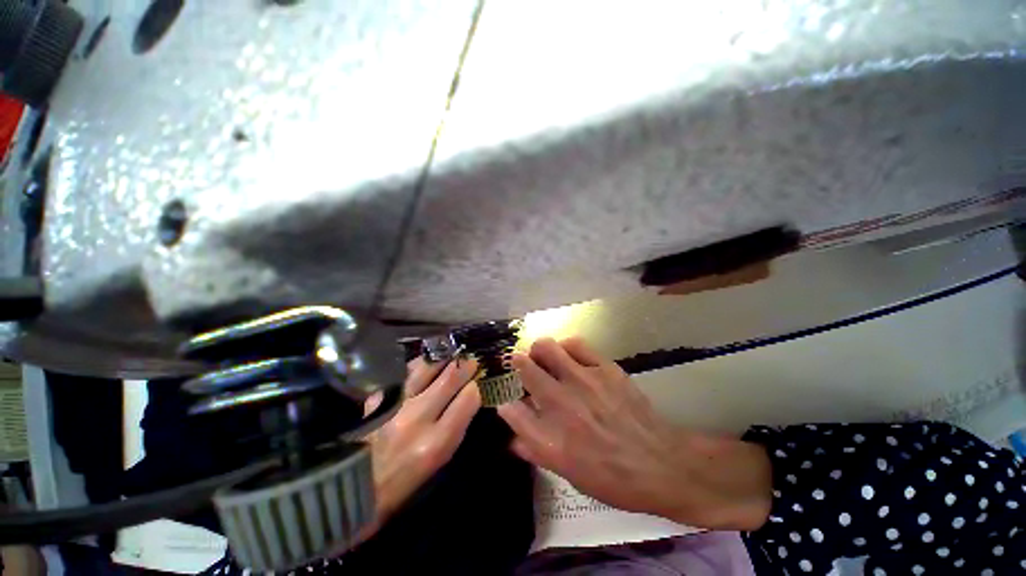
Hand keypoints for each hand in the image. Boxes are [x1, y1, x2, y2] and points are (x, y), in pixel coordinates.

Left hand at [361, 357, 480, 537]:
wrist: (352, 486)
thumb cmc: (403, 482)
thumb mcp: (438, 462)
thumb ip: (455, 426)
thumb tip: (468, 396)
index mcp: (436, 443)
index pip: (467, 400)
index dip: (476, 387)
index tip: (478, 381)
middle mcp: (418, 419)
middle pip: (449, 379)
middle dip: (465, 366)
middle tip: (471, 360)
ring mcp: (396, 404)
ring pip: (427, 368)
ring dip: (443, 358)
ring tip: (451, 354)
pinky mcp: (378, 397)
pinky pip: (405, 371)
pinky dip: (419, 364)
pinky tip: (425, 363)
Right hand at [497, 337, 771, 530]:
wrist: (660, 464)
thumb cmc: (611, 477)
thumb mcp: (567, 472)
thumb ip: (534, 449)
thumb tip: (511, 434)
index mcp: (550, 437)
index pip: (509, 408)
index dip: (503, 398)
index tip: (505, 396)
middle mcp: (561, 403)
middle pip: (524, 367)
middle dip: (516, 363)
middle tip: (521, 366)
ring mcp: (583, 380)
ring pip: (546, 347)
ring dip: (538, 350)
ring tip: (543, 357)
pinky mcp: (604, 368)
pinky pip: (574, 344)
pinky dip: (565, 347)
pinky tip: (568, 356)